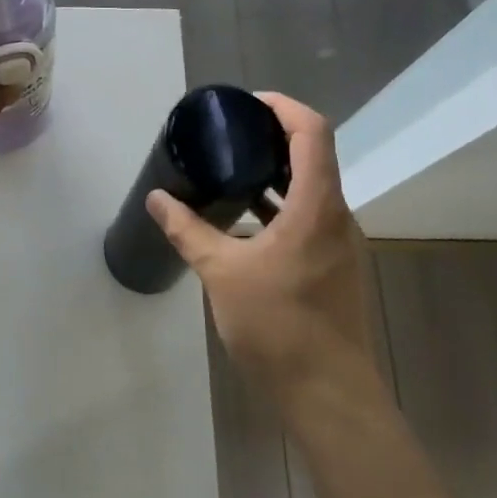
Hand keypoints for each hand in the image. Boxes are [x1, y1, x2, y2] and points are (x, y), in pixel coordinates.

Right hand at [146, 93, 386, 412]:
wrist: (327, 394)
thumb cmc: (277, 325)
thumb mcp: (222, 272)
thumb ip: (188, 230)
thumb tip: (157, 199)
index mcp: (316, 206)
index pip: (313, 132)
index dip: (284, 107)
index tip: (247, 103)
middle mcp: (337, 216)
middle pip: (314, 155)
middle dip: (274, 136)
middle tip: (229, 133)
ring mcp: (340, 243)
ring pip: (312, 189)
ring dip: (276, 172)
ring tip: (231, 168)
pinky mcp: (334, 266)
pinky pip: (309, 217)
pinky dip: (280, 204)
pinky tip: (245, 219)